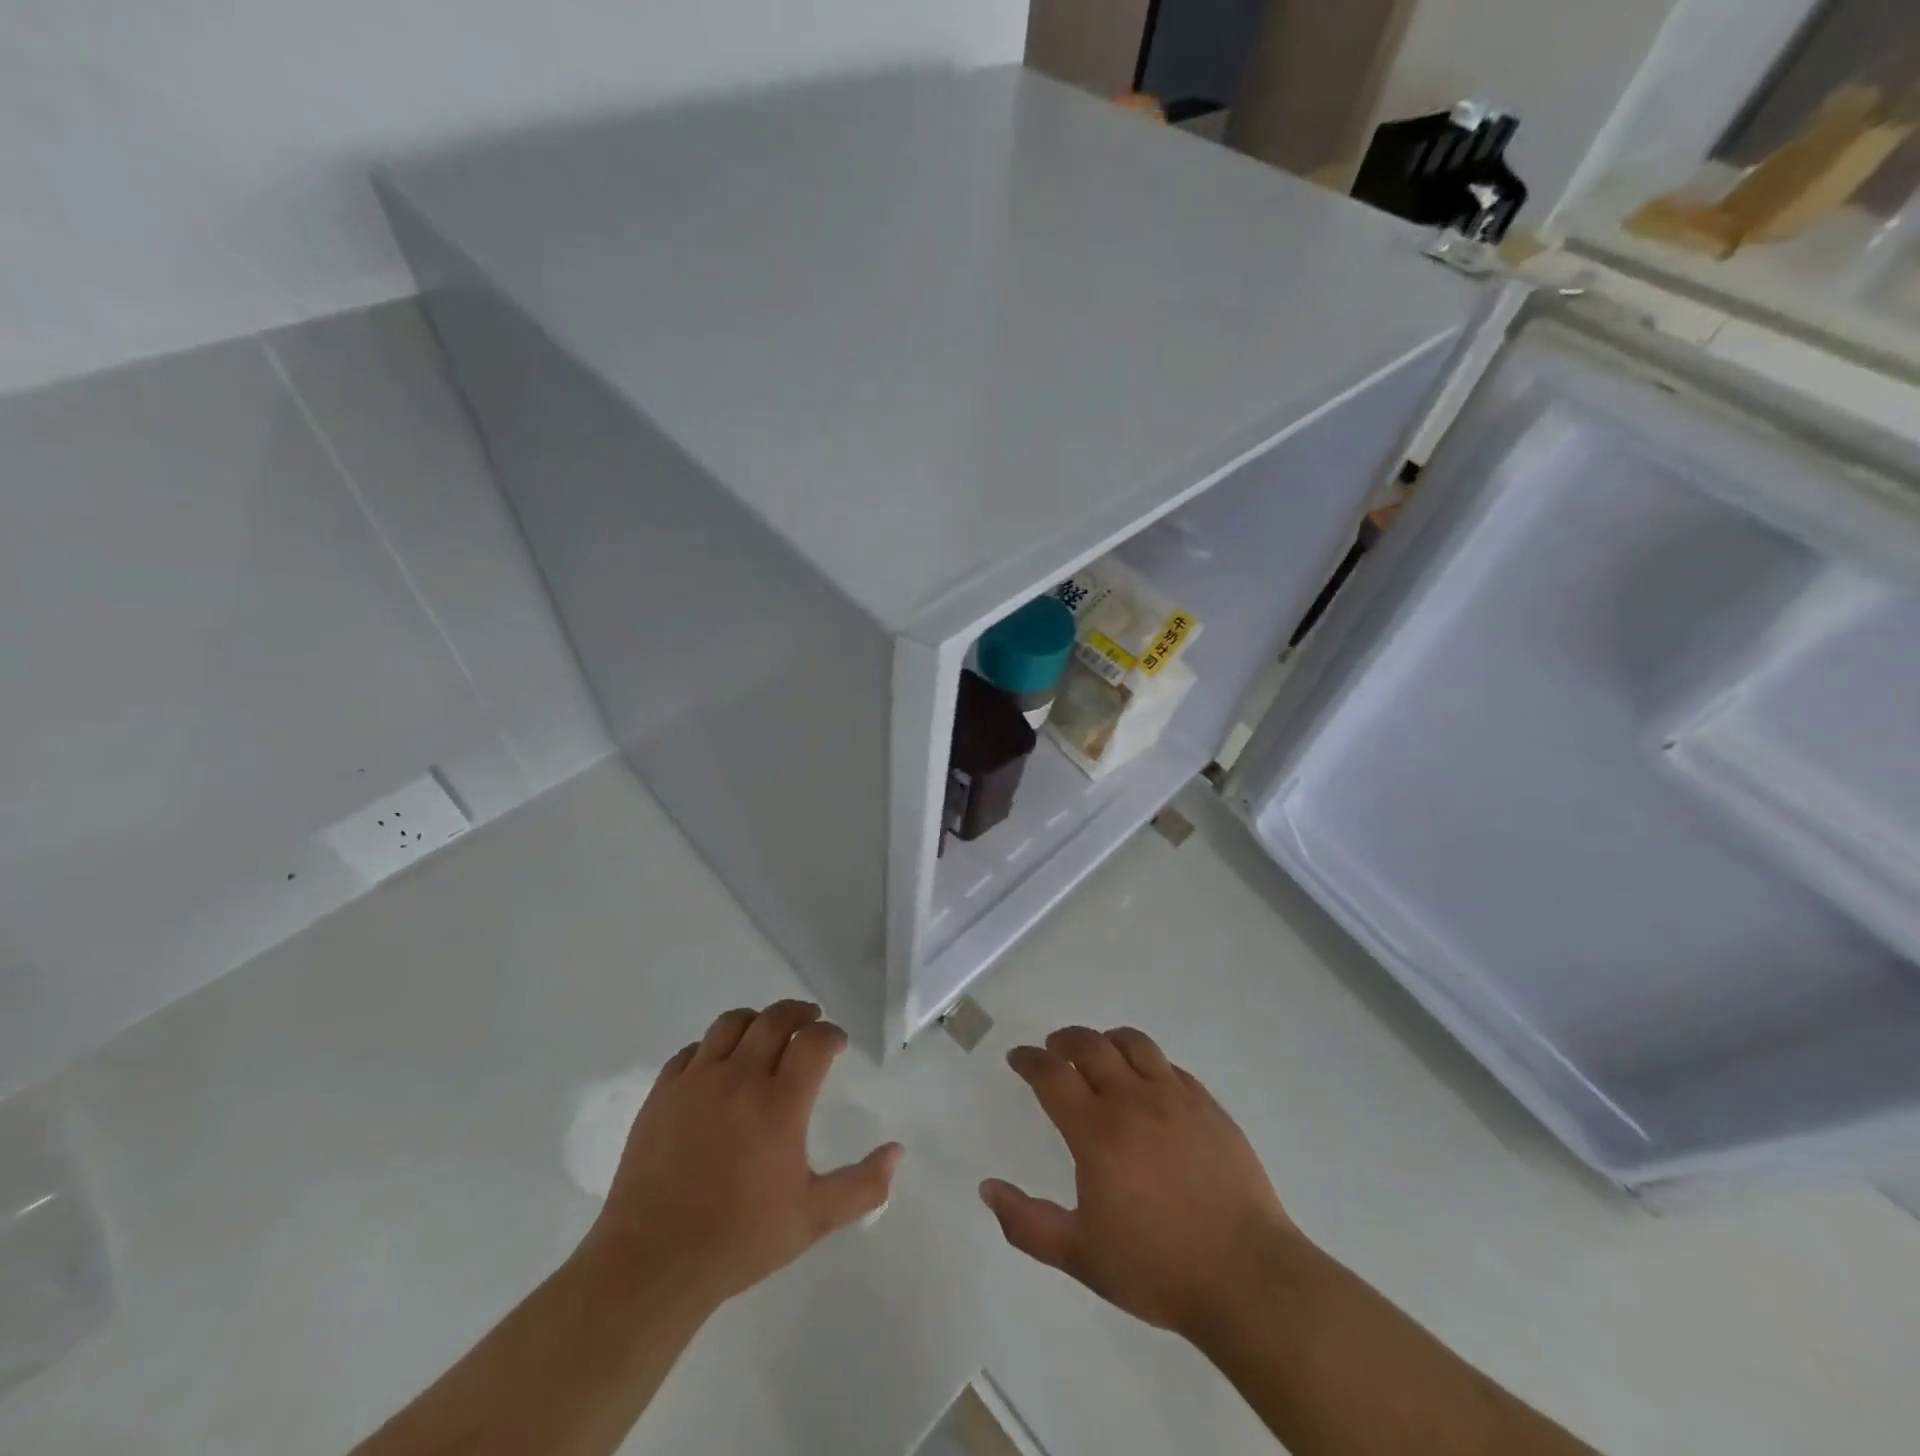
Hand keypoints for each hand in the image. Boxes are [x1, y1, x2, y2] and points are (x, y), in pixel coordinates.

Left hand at [584, 1000, 902, 1307]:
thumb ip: (862, 1185)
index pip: (814, 1040)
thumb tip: (898, 1152)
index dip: (831, 1033)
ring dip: (757, 1020)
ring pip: (732, 1023)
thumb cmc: (739, 1240)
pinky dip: (713, 1047)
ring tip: (766, 1034)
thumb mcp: (812, 1220)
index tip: (837, 1043)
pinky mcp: (663, 1093)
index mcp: (780, 1103)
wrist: (653, 1263)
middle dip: (799, 1013)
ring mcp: (696, 1082)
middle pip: (775, 1018)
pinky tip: (719, 1066)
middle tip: (810, 1022)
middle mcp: (740, 1078)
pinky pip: (692, 1050)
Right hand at [980, 1026, 1302, 1340]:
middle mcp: (1133, 1100)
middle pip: (1090, 1046)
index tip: (1018, 1057)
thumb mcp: (1081, 1256)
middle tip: (1052, 1048)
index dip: (1029, 1060)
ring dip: (1106, 1040)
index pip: (1052, 1075)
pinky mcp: (1209, 1106)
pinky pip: (1171, 1066)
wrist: (1247, 1277)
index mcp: (1097, 1131)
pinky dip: (1148, 1062)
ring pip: (1133, 1044)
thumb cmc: (1157, 1269)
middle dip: (1063, 1040)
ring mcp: (1175, 1098)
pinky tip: (1148, 1082)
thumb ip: (1028, 1223)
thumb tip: (987, 1189)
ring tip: (1098, 1051)